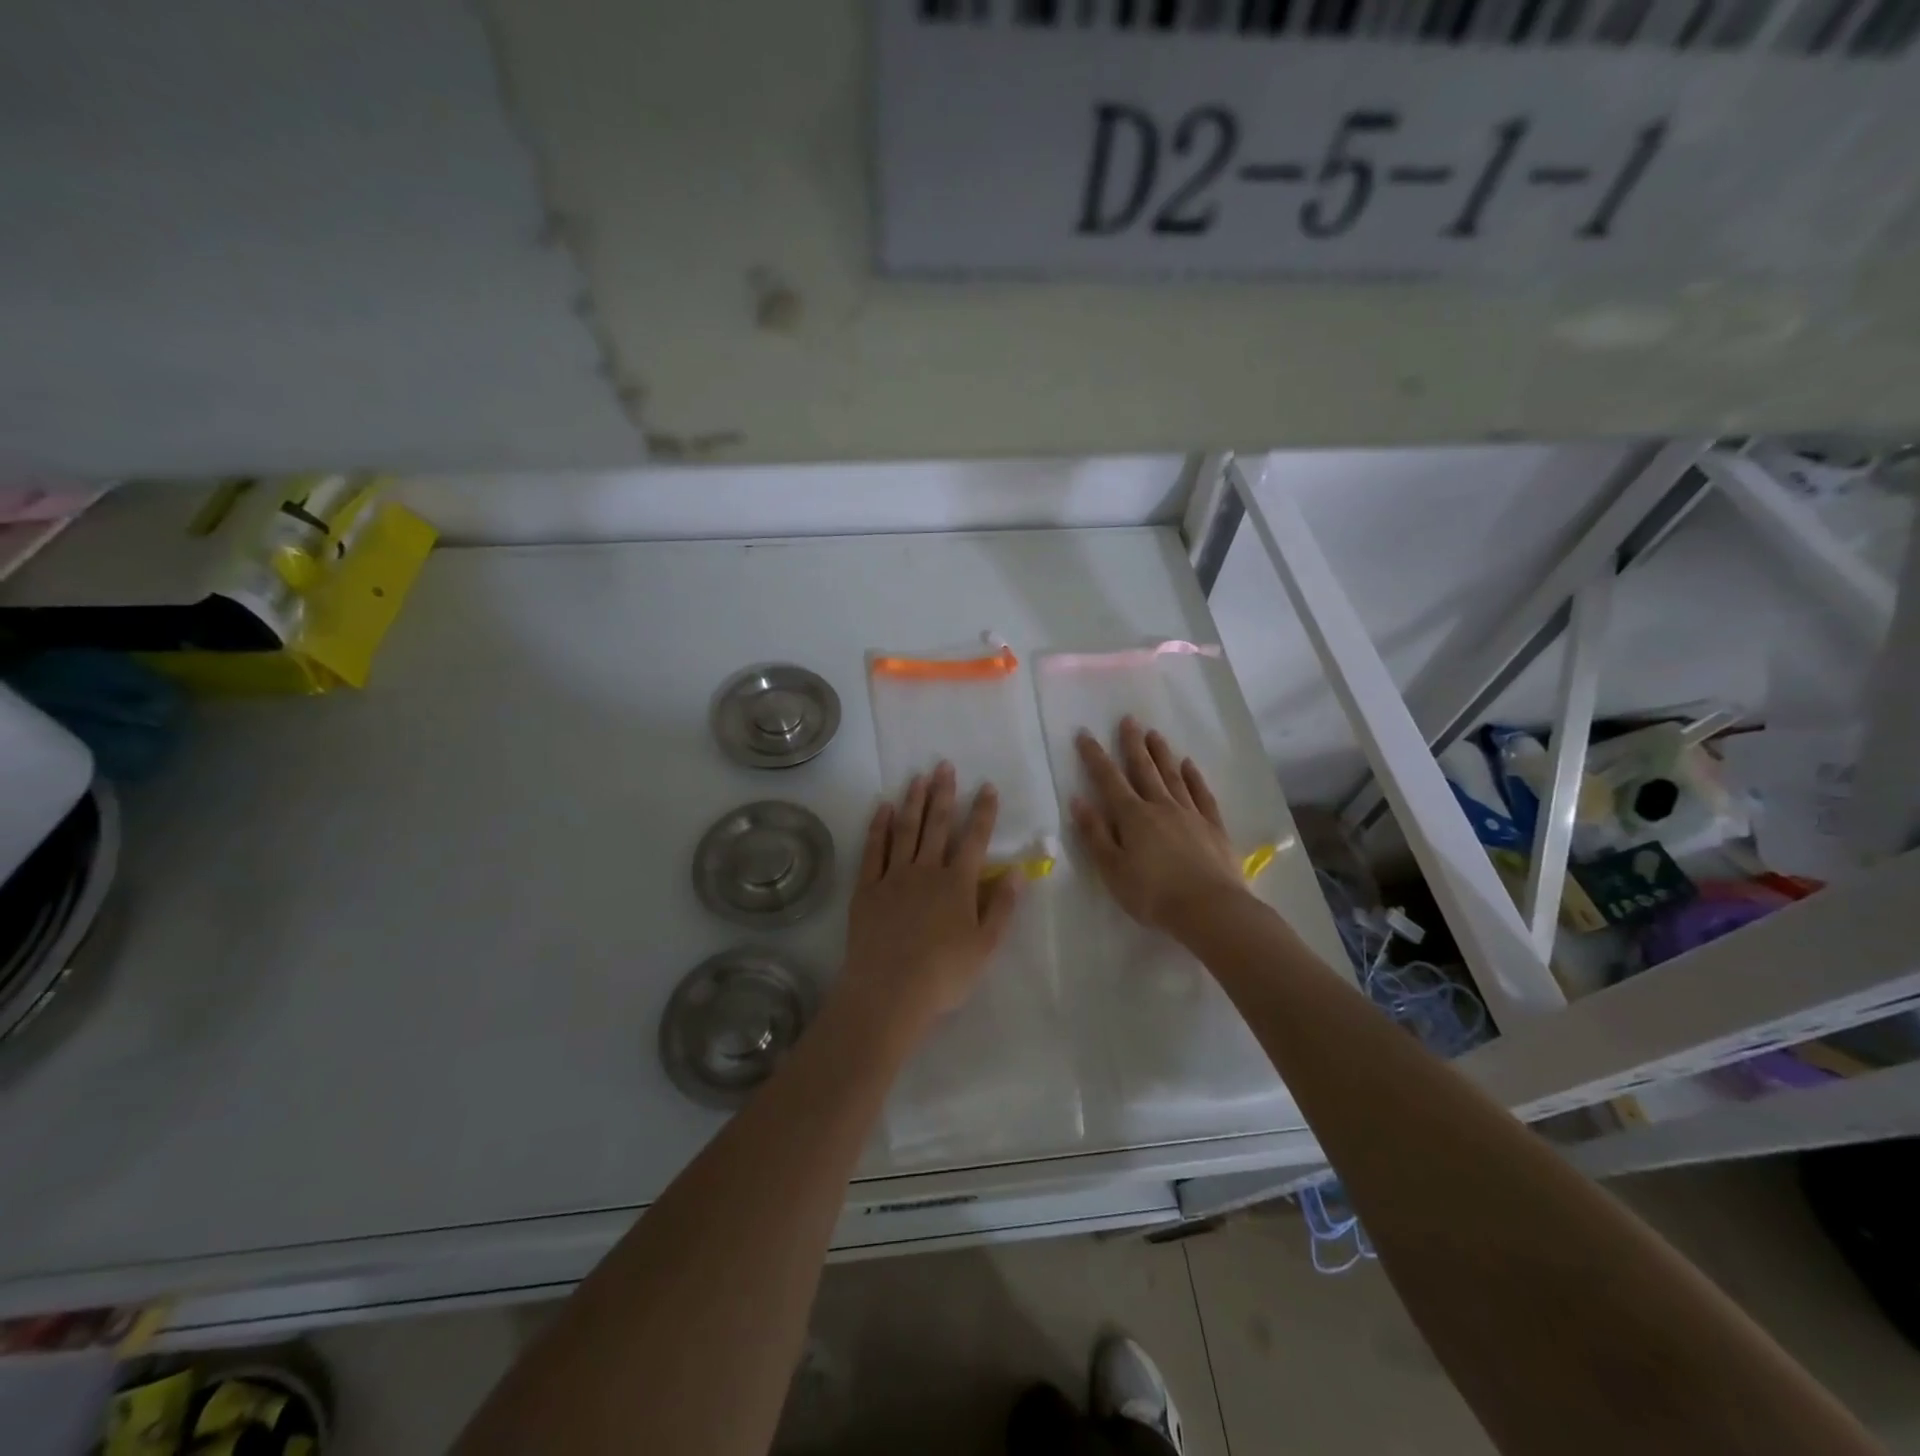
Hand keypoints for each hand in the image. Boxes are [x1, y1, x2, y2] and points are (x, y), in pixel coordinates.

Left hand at [838, 761, 1021, 1038]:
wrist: (889, 992)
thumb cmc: (943, 974)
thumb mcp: (985, 946)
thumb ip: (1003, 906)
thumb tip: (1019, 870)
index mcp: (958, 884)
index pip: (974, 839)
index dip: (983, 812)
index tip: (987, 787)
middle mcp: (926, 870)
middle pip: (936, 825)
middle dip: (943, 794)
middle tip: (944, 766)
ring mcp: (893, 876)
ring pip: (905, 830)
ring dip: (912, 801)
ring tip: (917, 777)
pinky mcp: (867, 888)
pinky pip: (873, 850)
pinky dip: (878, 827)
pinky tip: (882, 809)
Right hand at [1071, 718, 1248, 937]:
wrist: (1210, 909)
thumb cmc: (1153, 895)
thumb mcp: (1113, 870)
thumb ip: (1096, 834)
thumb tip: (1078, 800)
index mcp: (1133, 817)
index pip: (1109, 780)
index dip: (1095, 757)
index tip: (1085, 734)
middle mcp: (1161, 807)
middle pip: (1144, 769)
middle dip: (1133, 744)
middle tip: (1128, 719)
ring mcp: (1190, 814)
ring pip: (1173, 776)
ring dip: (1162, 754)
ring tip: (1154, 734)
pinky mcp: (1213, 827)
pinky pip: (1202, 795)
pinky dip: (1194, 778)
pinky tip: (1189, 765)